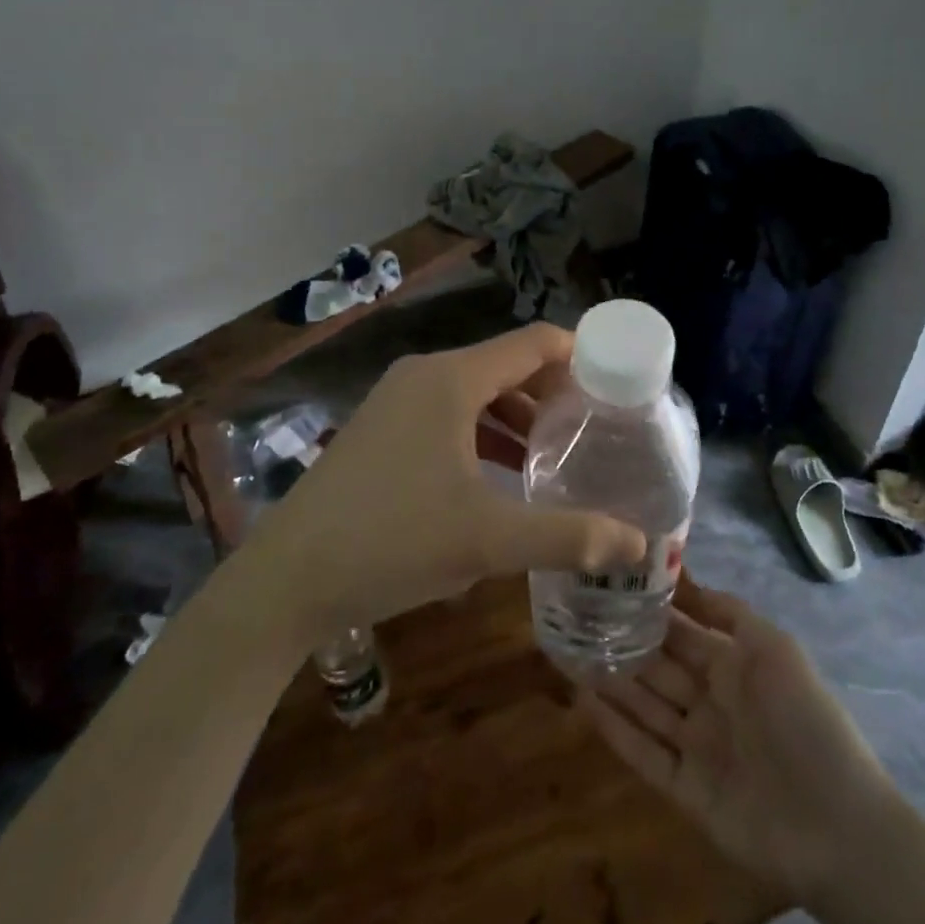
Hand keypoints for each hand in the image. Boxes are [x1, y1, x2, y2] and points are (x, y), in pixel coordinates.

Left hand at [253, 323, 646, 639]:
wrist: (285, 581)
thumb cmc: (392, 542)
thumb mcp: (488, 539)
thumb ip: (569, 536)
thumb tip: (639, 544)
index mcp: (451, 379)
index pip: (533, 342)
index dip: (580, 355)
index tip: (619, 383)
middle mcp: (424, 375)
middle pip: (507, 365)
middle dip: (554, 392)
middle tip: (597, 426)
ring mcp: (396, 401)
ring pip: (476, 393)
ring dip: (518, 416)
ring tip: (558, 453)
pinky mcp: (381, 429)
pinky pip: (448, 415)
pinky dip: (483, 433)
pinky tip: (503, 475)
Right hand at [580, 584, 897, 905]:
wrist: (835, 824)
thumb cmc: (804, 719)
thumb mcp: (773, 647)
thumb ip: (728, 612)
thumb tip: (684, 580)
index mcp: (733, 665)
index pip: (682, 631)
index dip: (649, 610)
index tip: (610, 584)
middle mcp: (710, 700)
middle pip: (658, 667)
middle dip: (622, 642)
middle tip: (576, 616)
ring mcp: (696, 746)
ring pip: (644, 706)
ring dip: (610, 681)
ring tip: (568, 652)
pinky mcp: (685, 789)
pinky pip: (643, 753)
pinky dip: (615, 728)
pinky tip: (582, 703)